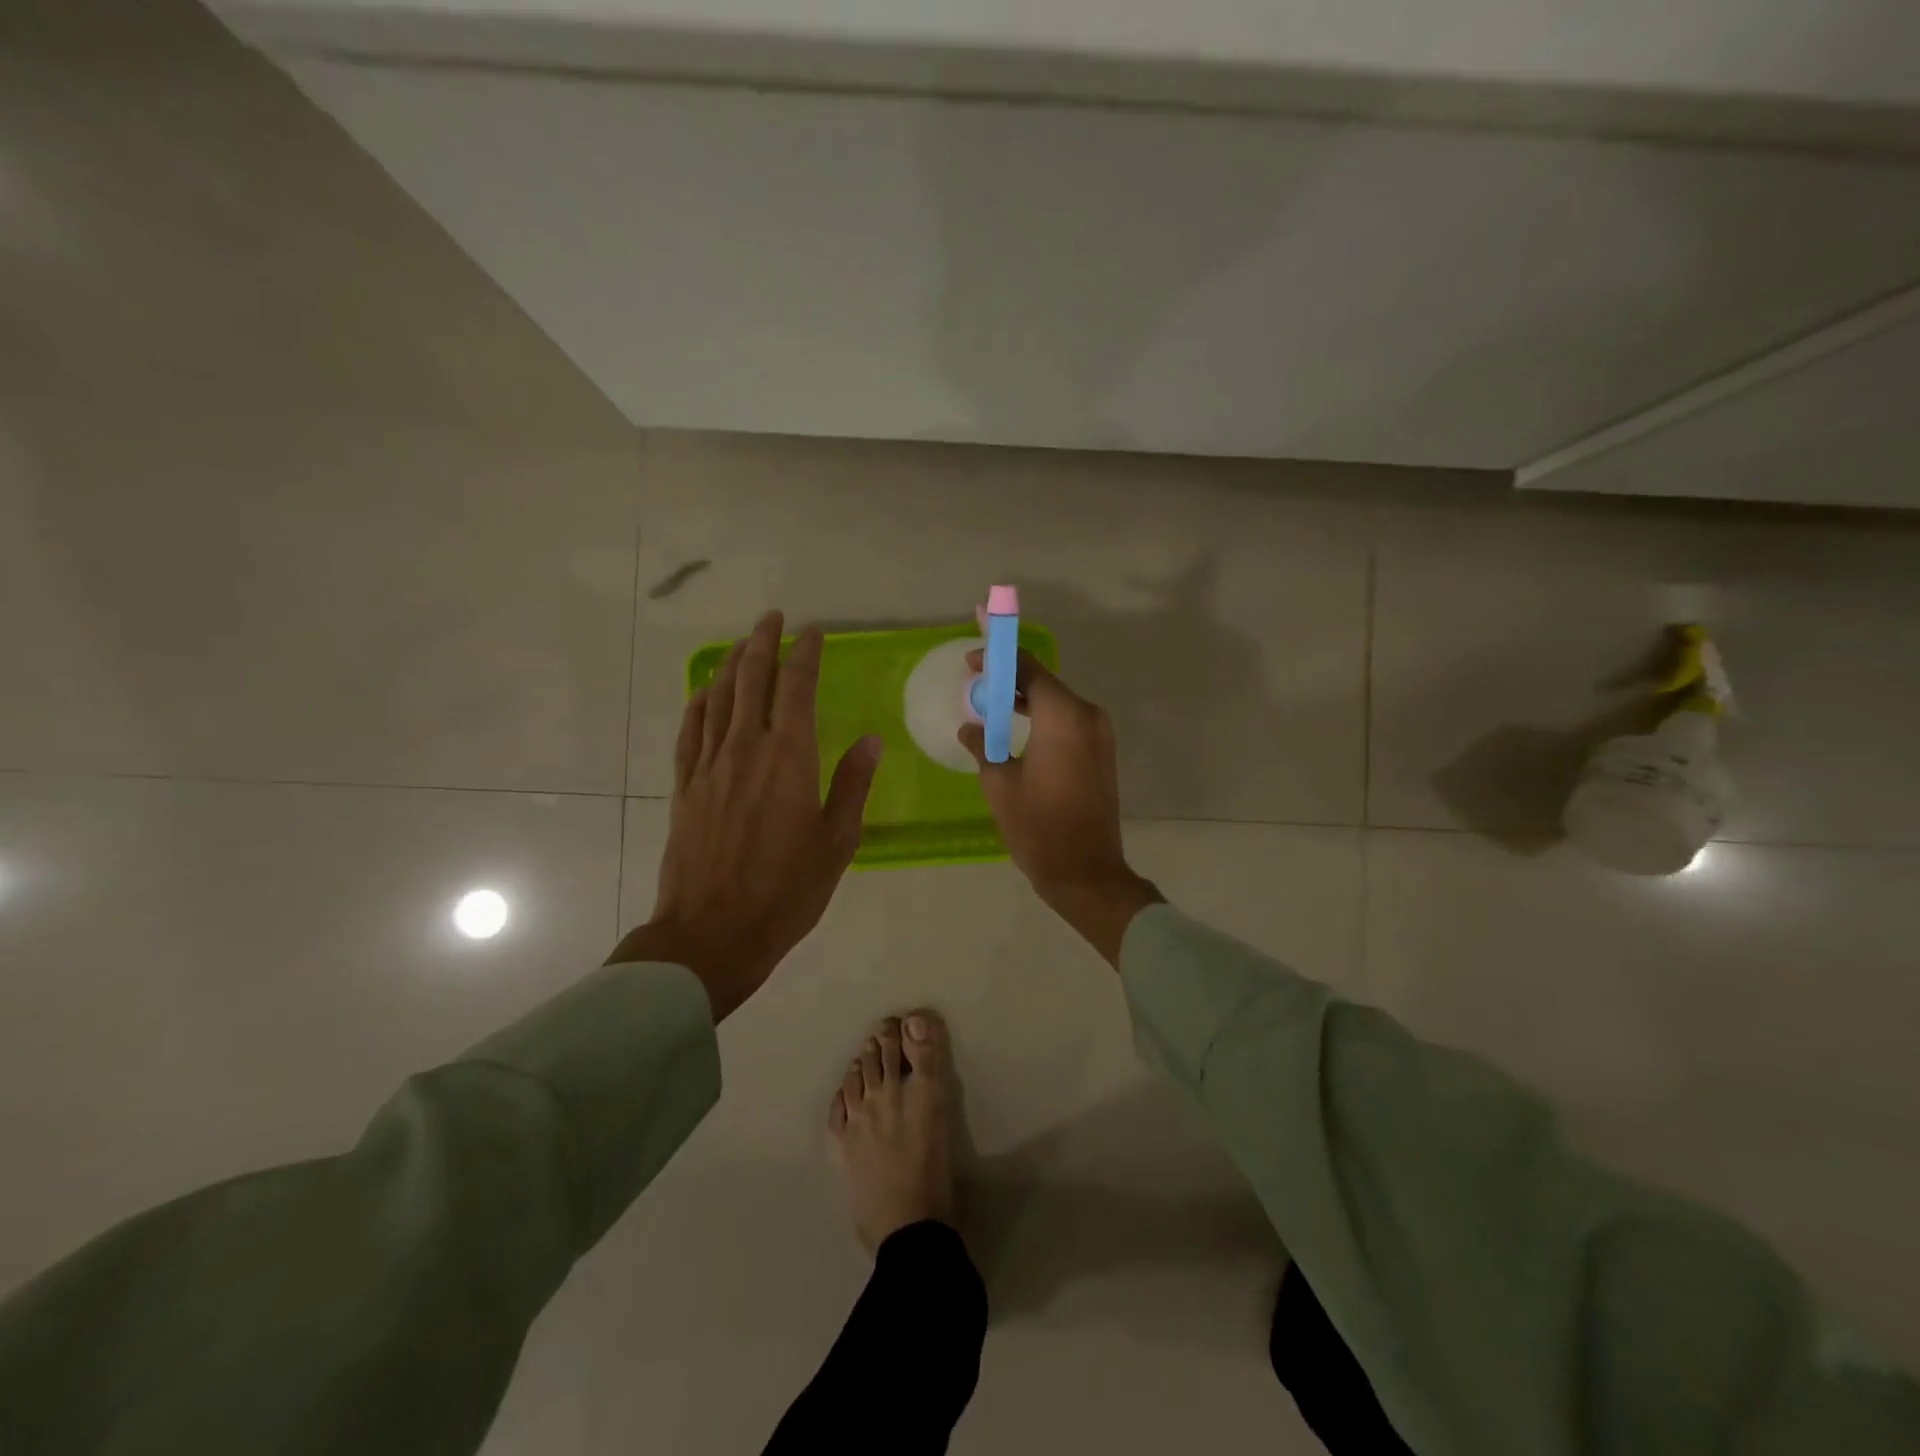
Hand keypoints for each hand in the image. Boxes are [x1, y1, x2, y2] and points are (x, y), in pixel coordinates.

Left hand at [609, 610, 881, 1019]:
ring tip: (744, 643)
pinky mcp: (684, 786)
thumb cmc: (787, 890)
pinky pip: (690, 730)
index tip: (812, 631)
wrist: (713, 932)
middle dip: (763, 642)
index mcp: (789, 758)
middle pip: (752, 680)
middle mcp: (746, 748)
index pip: (797, 688)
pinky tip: (705, 692)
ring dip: (732, 664)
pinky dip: (699, 702)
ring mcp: (709, 765)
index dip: (805, 653)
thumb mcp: (837, 841)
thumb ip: (852, 784)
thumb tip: (870, 740)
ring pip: (719, 698)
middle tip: (773, 618)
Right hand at [959, 650, 1161, 966]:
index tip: (972, 657)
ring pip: (1055, 701)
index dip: (999, 656)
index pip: (1028, 668)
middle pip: (1043, 681)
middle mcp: (1087, 715)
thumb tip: (971, 728)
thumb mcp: (999, 783)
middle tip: (974, 677)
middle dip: (1009, 676)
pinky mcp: (1101, 752)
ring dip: (1024, 697)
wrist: (1086, 872)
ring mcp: (1099, 734)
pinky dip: (1041, 716)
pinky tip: (1014, 724)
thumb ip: (983, 745)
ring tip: (988, 700)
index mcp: (1063, 717)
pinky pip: (1066, 721)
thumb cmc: (1038, 827)